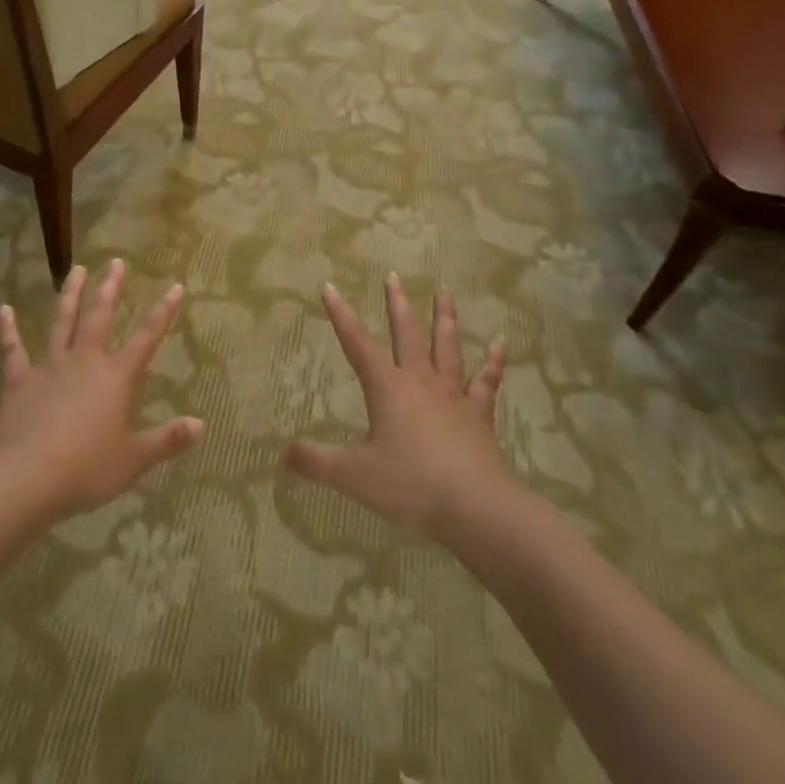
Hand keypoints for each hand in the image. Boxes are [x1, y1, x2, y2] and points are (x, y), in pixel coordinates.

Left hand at [0, 260, 202, 519]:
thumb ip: (167, 440)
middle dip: (110, 288)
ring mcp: (49, 367)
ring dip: (69, 295)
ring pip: (61, 322)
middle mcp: (85, 362)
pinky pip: (13, 350)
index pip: (146, 338)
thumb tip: (200, 425)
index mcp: (116, 377)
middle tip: (115, 262)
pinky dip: (8, 329)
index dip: (163, 312)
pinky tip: (4, 310)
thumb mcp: (134, 459)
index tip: (175, 287)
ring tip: (76, 270)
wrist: (27, 476)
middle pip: (99, 317)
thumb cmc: (86, 468)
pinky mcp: (19, 381)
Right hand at [284, 274, 512, 538]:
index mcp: (388, 388)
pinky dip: (494, 362)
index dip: (341, 316)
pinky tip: (501, 344)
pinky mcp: (479, 415)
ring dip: (445, 319)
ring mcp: (453, 396)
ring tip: (444, 292)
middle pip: (407, 334)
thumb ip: (317, 463)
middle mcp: (420, 382)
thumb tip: (283, 453)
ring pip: (447, 347)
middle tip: (393, 277)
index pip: (357, 344)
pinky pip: (486, 382)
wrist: (477, 506)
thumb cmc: (411, 484)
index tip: (330, 287)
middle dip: (397, 304)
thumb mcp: (355, 476)